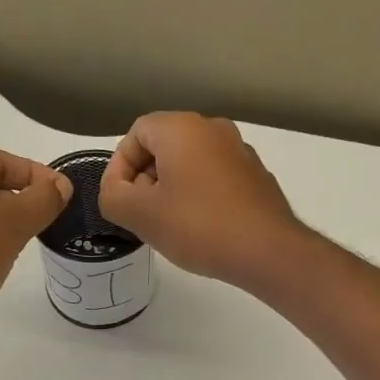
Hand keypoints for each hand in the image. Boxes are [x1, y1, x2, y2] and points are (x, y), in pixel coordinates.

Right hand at [98, 113, 303, 287]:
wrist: (267, 251)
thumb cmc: (198, 227)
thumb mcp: (140, 215)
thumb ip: (112, 197)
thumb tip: (116, 191)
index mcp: (182, 128)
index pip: (136, 133)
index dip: (120, 167)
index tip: (120, 201)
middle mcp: (213, 128)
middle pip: (164, 146)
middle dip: (145, 179)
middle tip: (142, 215)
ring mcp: (240, 151)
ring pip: (191, 163)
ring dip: (172, 189)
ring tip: (170, 225)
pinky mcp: (257, 176)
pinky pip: (215, 178)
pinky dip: (200, 196)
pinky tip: (201, 228)